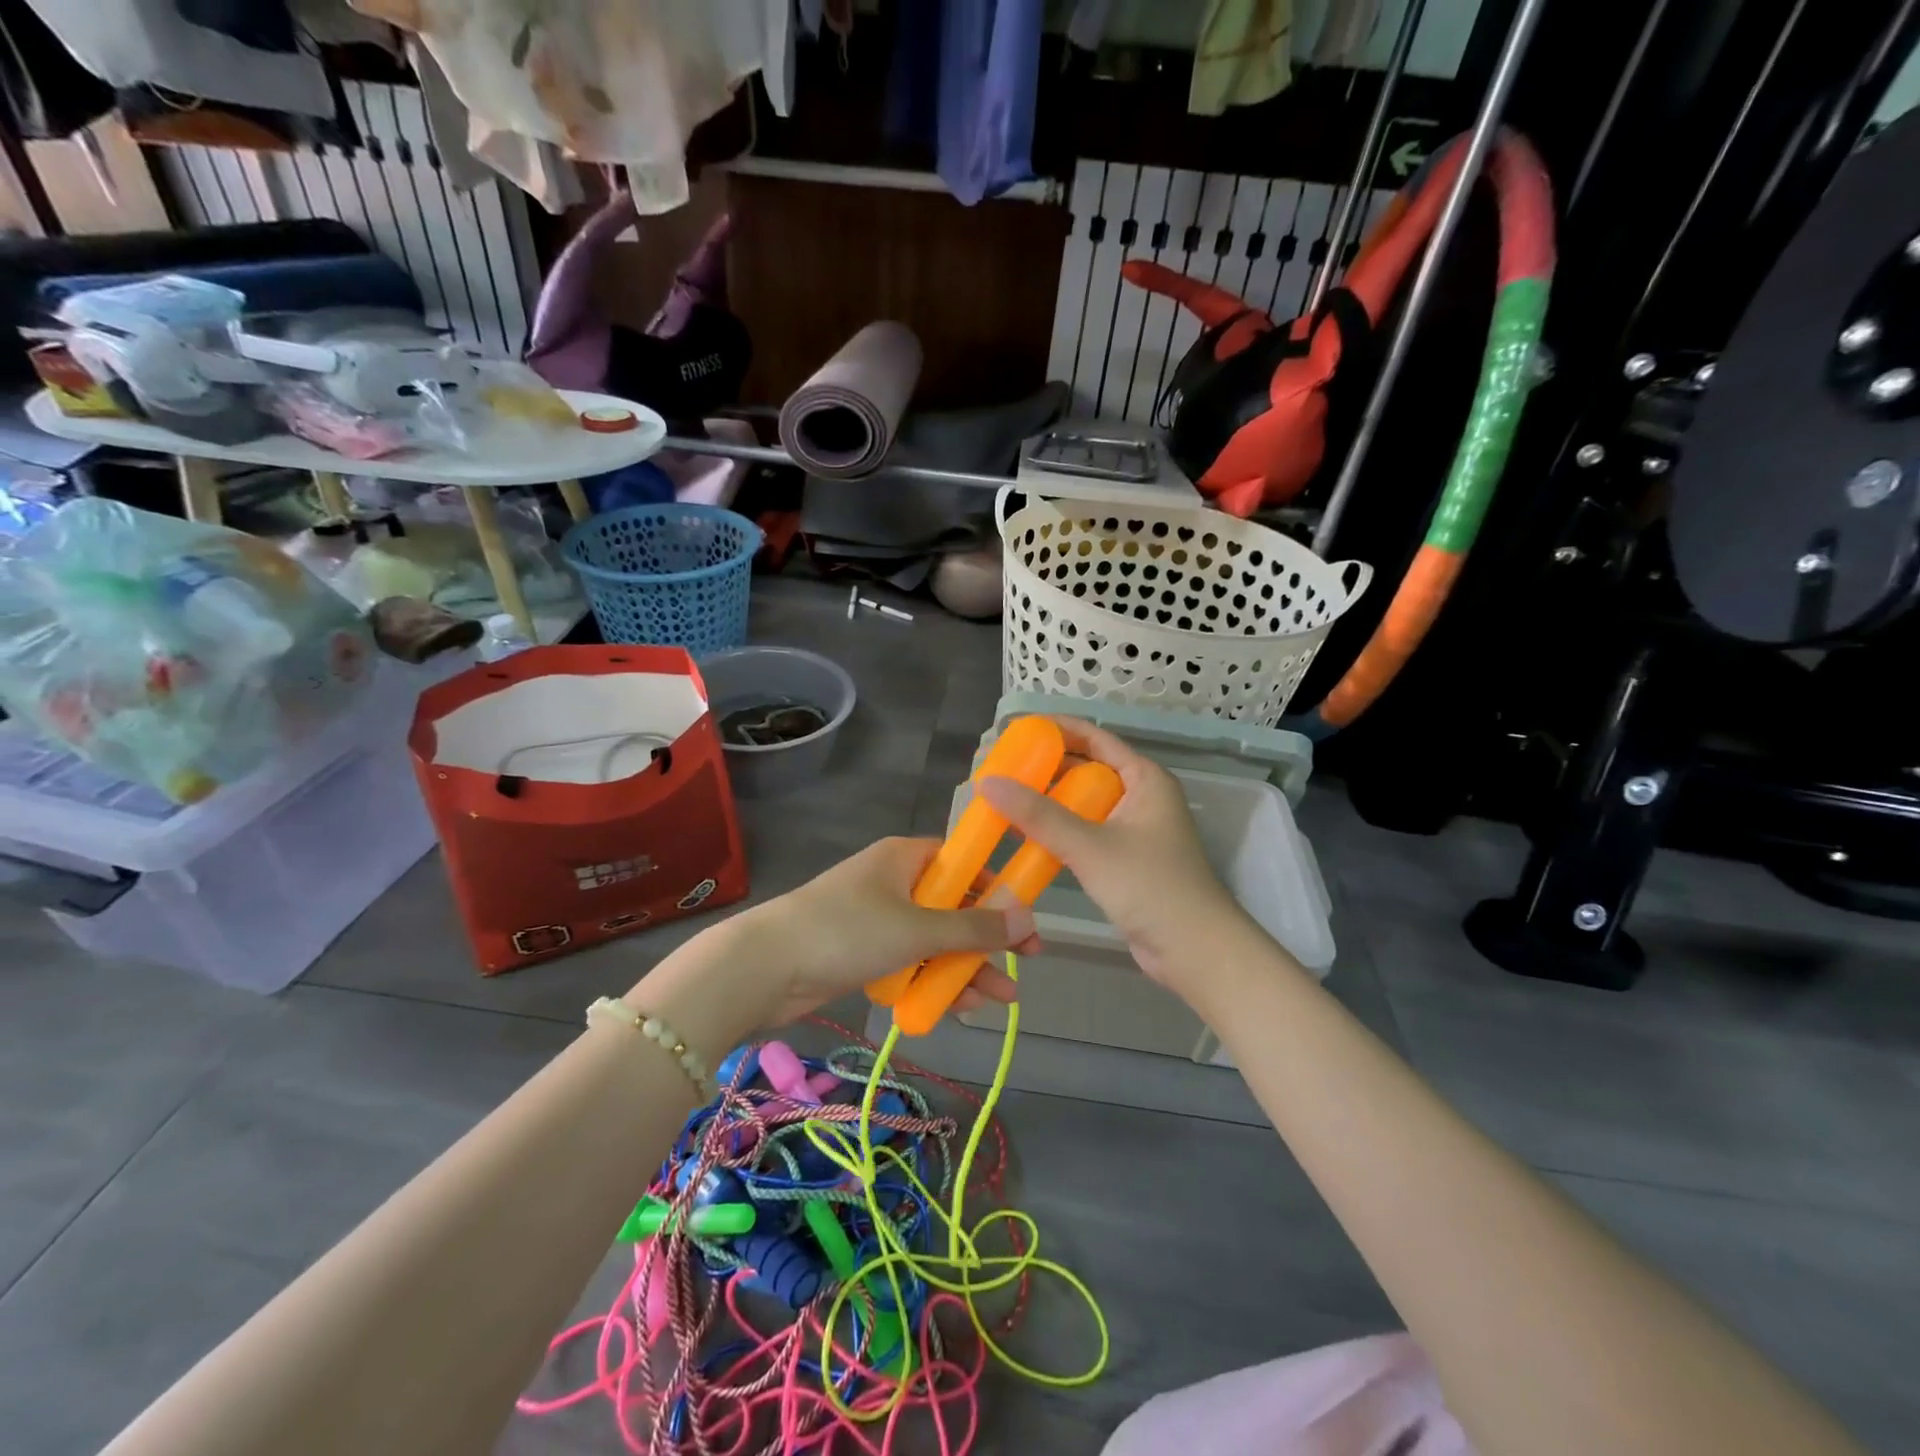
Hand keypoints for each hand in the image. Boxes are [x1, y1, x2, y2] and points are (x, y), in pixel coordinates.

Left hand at [640, 838, 1040, 1038]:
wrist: (764, 969)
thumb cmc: (846, 932)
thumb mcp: (917, 929)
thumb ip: (974, 927)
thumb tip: (1029, 917)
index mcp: (906, 858)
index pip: (964, 863)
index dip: (998, 889)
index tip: (1025, 920)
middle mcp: (894, 882)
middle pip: (953, 906)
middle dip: (986, 940)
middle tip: (1022, 966)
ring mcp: (878, 919)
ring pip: (934, 940)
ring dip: (964, 968)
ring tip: (996, 1001)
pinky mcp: (863, 952)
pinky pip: (910, 961)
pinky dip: (932, 980)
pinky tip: (956, 1007)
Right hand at [977, 718, 1250, 994]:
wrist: (1195, 950)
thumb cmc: (1150, 886)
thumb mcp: (1090, 846)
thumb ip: (1038, 815)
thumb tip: (987, 783)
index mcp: (1144, 779)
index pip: (1095, 738)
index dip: (1056, 729)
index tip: (1016, 729)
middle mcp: (1140, 796)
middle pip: (1087, 769)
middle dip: (1045, 768)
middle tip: (1002, 767)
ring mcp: (1134, 829)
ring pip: (1083, 803)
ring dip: (1048, 801)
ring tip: (1005, 798)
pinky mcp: (1125, 859)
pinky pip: (1085, 832)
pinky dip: (1057, 830)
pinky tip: (1025, 836)